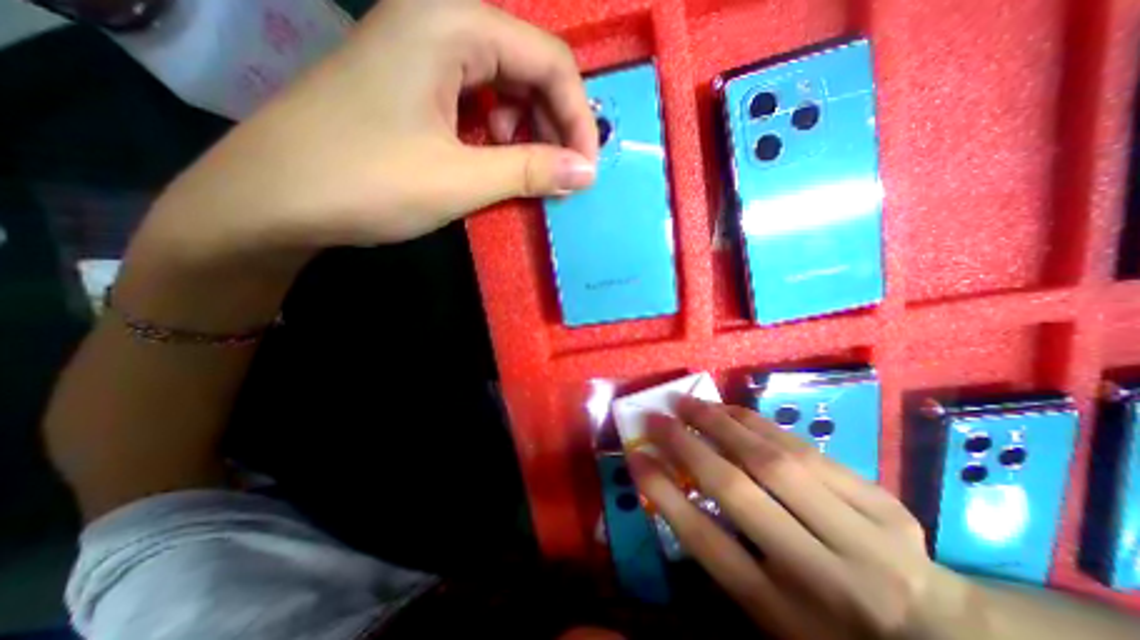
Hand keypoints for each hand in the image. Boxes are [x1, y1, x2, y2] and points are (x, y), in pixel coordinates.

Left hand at [135, 0, 596, 265]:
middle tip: (562, 175)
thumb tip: (587, 172)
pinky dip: (499, 134)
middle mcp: (439, 22)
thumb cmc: (367, 182)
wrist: (272, 200)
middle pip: (528, 68)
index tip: (586, 169)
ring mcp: (422, 53)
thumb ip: (531, 170)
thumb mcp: (461, 179)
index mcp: (450, 22)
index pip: (549, 59)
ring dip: (528, 132)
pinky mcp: (413, 85)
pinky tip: (495, 162)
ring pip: (505, 86)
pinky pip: (478, 102)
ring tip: (528, 173)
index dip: (578, 116)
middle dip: (555, 125)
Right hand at [632, 400, 990, 639]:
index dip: (662, 492)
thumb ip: (724, 552)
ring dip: (720, 423)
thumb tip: (675, 486)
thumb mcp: (769, 613)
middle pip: (738, 491)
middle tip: (657, 418)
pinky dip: (759, 424)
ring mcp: (863, 537)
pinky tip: (732, 410)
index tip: (635, 456)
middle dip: (687, 445)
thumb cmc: (831, 630)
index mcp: (785, 616)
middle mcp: (823, 576)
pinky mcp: (884, 504)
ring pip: (773, 461)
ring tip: (689, 403)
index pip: (706, 542)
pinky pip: (805, 450)